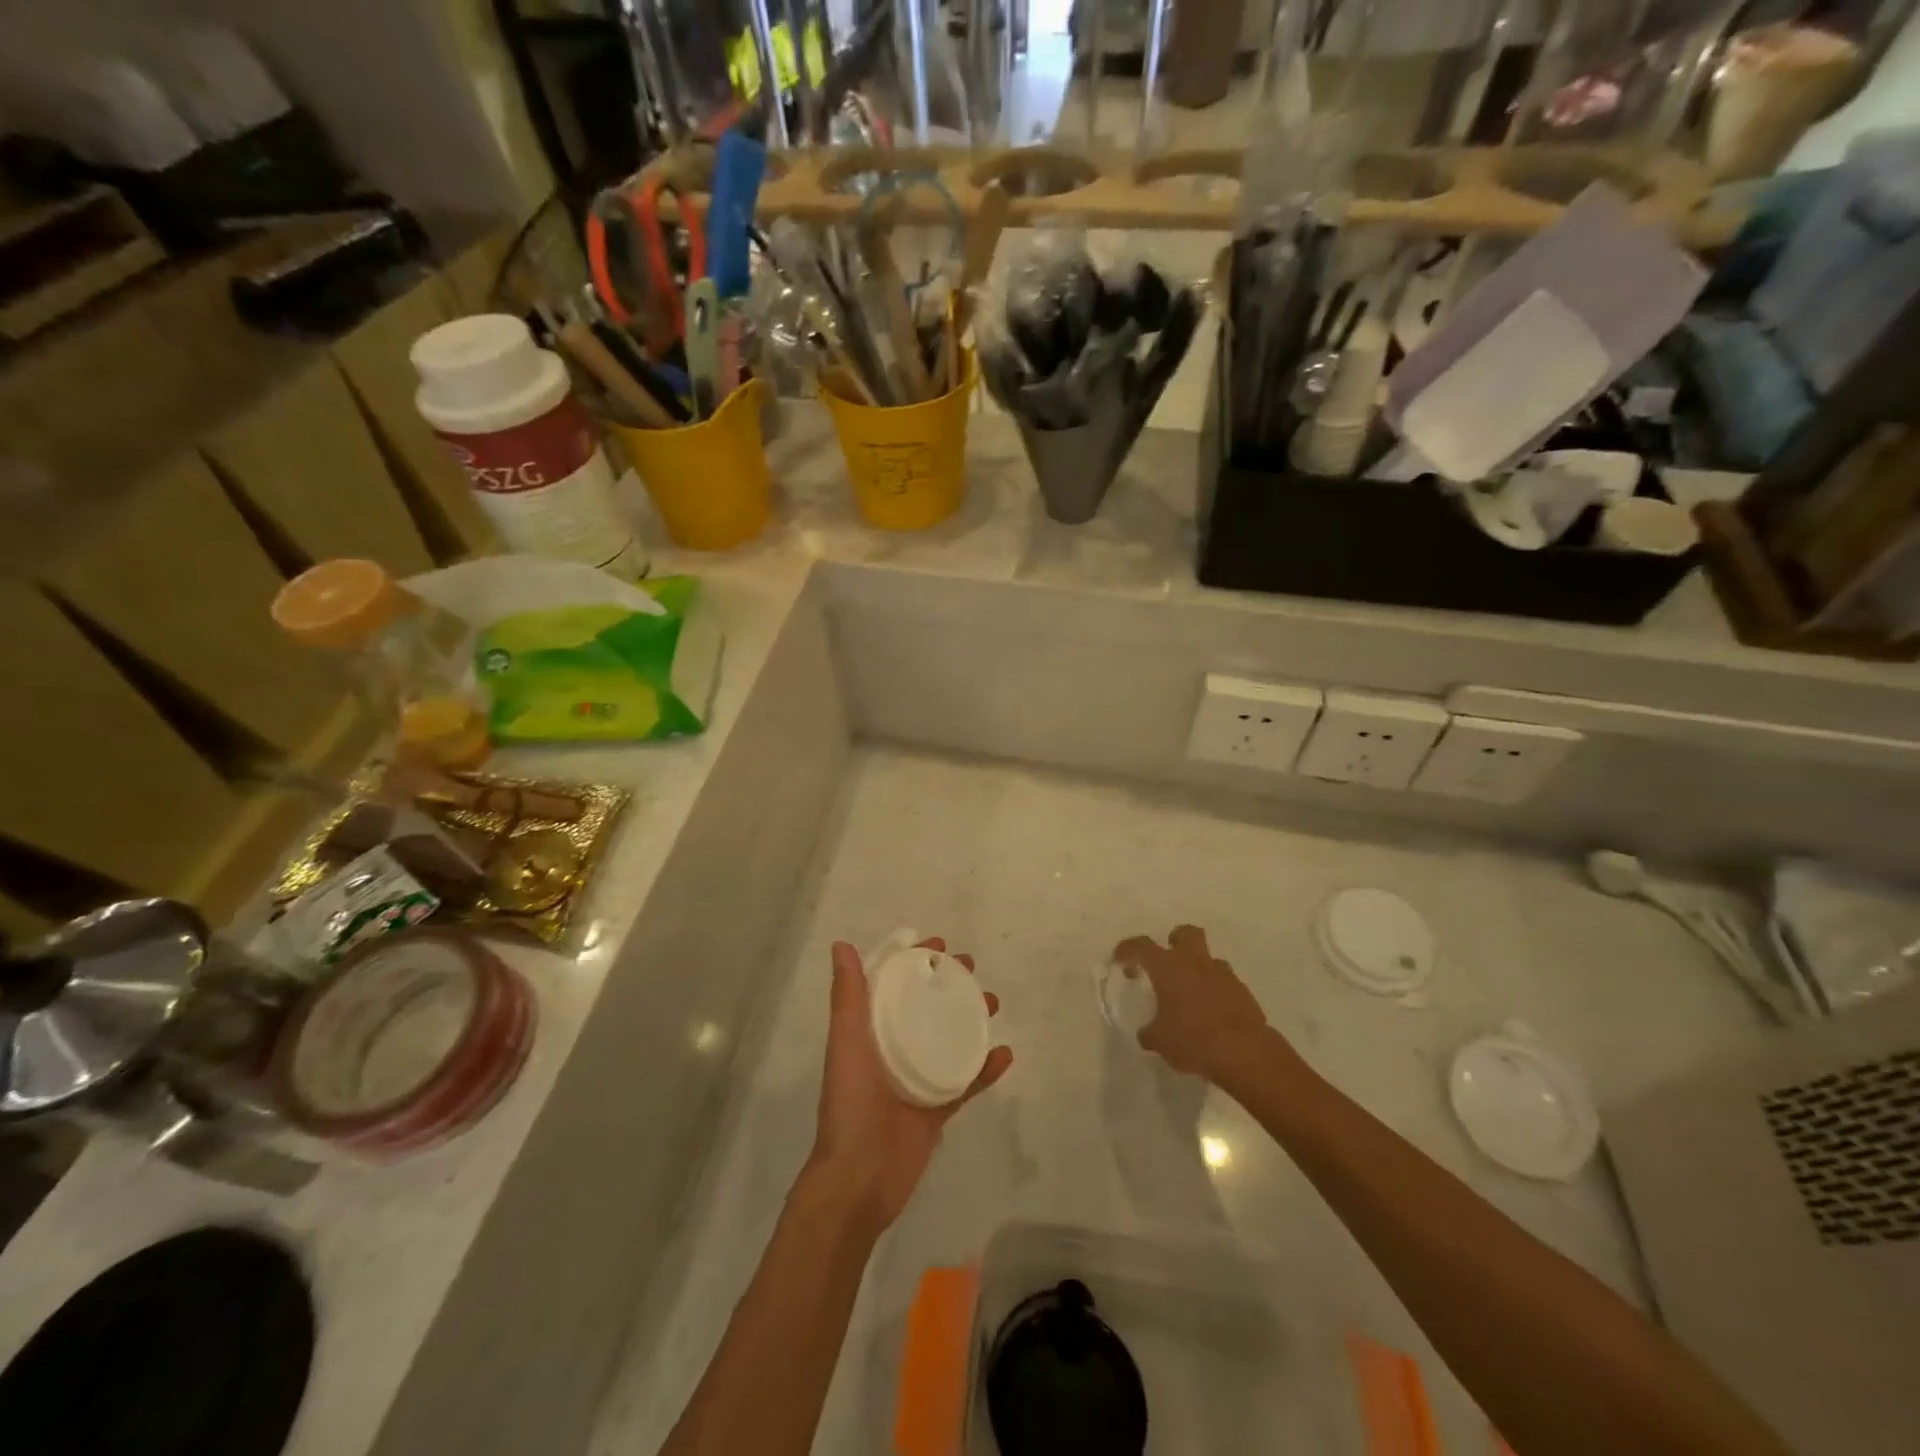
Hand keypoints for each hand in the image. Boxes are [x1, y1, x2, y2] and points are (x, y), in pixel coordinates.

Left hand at [810, 938, 1011, 1231]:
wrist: (859, 1180)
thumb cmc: (850, 1104)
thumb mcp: (846, 1042)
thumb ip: (847, 997)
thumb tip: (841, 945)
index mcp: (869, 1032)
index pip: (893, 986)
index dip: (913, 962)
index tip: (939, 947)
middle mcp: (893, 1050)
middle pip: (925, 1007)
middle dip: (948, 985)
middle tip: (972, 968)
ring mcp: (917, 1080)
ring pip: (950, 1039)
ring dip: (971, 1018)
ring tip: (993, 1003)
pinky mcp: (937, 1109)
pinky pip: (966, 1083)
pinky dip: (986, 1069)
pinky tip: (1004, 1055)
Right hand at [1112, 924, 1278, 1085]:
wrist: (1244, 1053)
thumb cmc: (1193, 1040)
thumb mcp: (1160, 1041)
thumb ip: (1150, 1032)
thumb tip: (1148, 1033)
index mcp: (1168, 967)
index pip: (1140, 946)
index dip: (1127, 950)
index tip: (1120, 960)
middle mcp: (1195, 962)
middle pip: (1186, 933)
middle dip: (1175, 941)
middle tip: (1167, 960)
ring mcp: (1223, 974)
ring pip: (1208, 959)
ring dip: (1198, 970)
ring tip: (1191, 995)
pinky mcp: (1243, 991)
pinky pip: (1225, 982)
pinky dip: (1216, 991)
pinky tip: (1212, 1013)